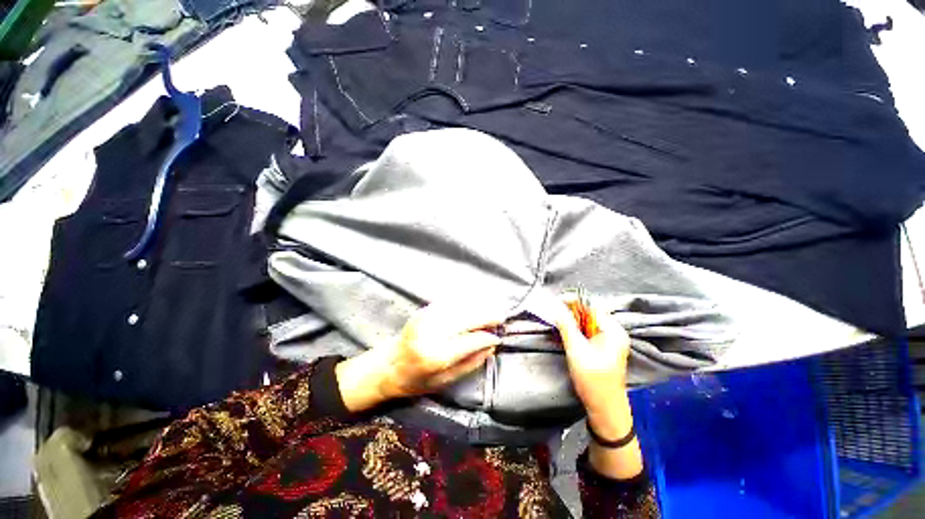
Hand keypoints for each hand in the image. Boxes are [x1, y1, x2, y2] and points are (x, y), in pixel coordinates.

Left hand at [336, 302, 502, 411]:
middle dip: (486, 315)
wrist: (387, 366)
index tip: (498, 337)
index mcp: (435, 356)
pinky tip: (474, 303)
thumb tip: (491, 347)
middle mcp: (431, 333)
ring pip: (459, 307)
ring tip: (492, 308)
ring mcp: (425, 318)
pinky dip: (464, 302)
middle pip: (466, 319)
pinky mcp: (423, 311)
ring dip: (478, 306)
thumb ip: (469, 364)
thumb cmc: (415, 381)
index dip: (486, 337)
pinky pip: (449, 302)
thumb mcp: (444, 382)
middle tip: (501, 315)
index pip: (469, 341)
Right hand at [555, 296, 642, 479]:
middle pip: (589, 314)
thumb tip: (555, 305)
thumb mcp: (576, 350)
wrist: (605, 410)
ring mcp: (610, 340)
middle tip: (553, 312)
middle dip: (570, 312)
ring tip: (556, 322)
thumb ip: (566, 325)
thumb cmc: (593, 381)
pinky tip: (565, 334)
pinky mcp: (603, 348)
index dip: (573, 302)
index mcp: (614, 331)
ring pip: (586, 323)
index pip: (591, 307)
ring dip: (571, 321)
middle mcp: (614, 332)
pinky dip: (575, 331)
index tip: (555, 301)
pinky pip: (587, 332)